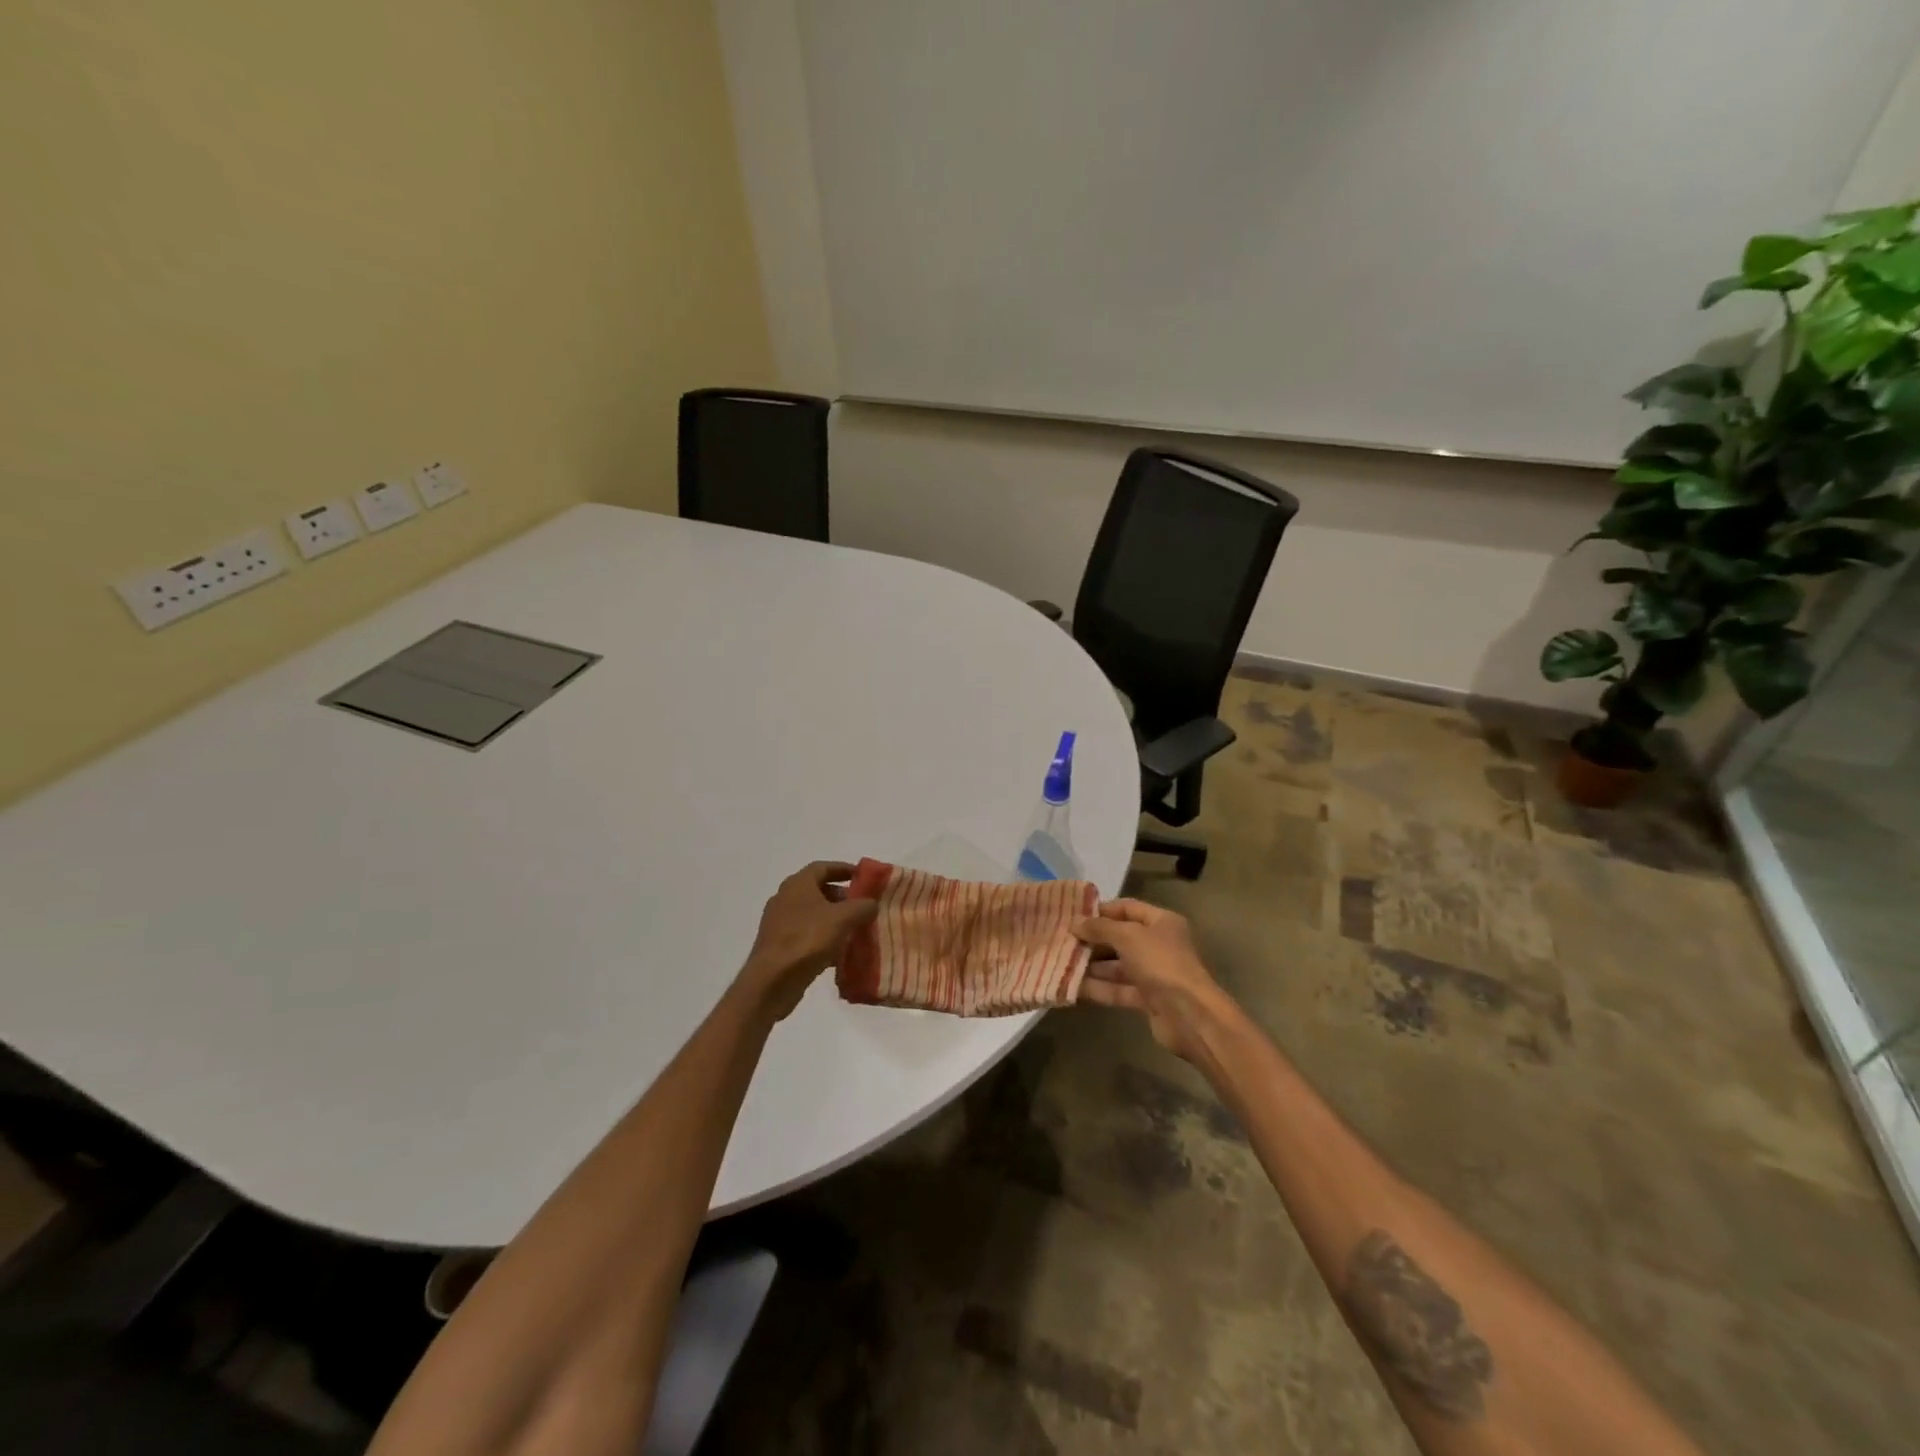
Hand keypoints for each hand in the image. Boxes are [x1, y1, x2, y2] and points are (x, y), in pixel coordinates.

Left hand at [737, 861, 878, 1020]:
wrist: (771, 981)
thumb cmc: (807, 939)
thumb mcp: (843, 919)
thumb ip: (862, 906)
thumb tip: (872, 902)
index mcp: (798, 884)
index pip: (823, 867)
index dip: (844, 869)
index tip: (863, 876)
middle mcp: (785, 898)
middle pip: (817, 890)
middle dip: (842, 897)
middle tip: (862, 906)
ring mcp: (779, 923)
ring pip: (812, 914)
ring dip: (834, 919)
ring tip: (855, 929)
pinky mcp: (778, 945)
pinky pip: (806, 934)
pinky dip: (823, 938)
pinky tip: (839, 953)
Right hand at [1073, 899, 1230, 1062]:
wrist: (1190, 1015)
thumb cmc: (1161, 964)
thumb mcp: (1128, 937)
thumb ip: (1100, 928)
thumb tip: (1075, 923)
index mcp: (1161, 922)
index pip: (1127, 908)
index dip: (1101, 910)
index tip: (1073, 915)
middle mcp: (1158, 945)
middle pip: (1120, 937)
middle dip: (1093, 940)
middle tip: (1062, 940)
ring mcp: (1153, 973)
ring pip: (1117, 966)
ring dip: (1091, 965)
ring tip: (1061, 963)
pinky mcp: (1147, 999)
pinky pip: (1118, 989)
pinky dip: (1098, 988)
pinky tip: (1072, 987)